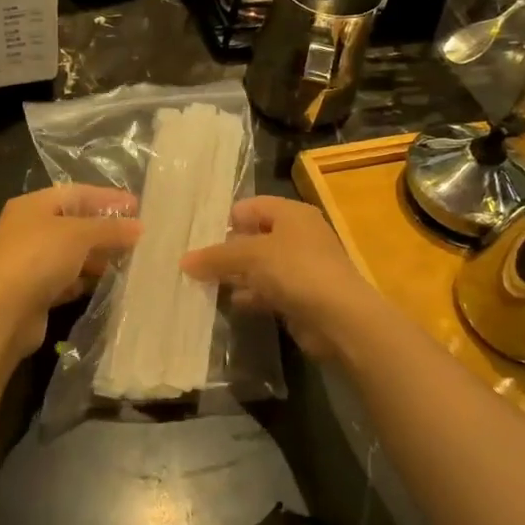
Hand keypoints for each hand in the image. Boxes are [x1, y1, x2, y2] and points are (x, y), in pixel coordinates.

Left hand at [0, 184, 141, 358]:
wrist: (2, 312)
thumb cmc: (39, 258)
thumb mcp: (79, 234)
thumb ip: (110, 229)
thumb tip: (138, 227)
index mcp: (33, 205)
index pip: (76, 193)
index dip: (107, 198)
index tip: (137, 207)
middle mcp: (28, 229)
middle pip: (74, 224)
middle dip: (105, 229)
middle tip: (138, 237)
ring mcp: (29, 262)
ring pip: (71, 254)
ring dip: (98, 257)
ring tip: (129, 261)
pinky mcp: (34, 292)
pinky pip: (67, 280)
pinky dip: (85, 280)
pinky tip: (107, 284)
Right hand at [181, 197, 381, 361]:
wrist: (340, 317)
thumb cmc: (296, 270)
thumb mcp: (250, 256)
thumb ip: (216, 257)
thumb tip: (184, 261)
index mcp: (291, 213)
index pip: (250, 207)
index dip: (225, 220)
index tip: (198, 238)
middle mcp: (298, 235)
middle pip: (253, 237)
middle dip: (226, 251)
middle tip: (195, 264)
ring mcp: (301, 267)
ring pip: (259, 266)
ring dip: (236, 276)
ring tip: (204, 285)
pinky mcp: (301, 296)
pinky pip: (268, 290)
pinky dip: (251, 296)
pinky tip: (231, 304)